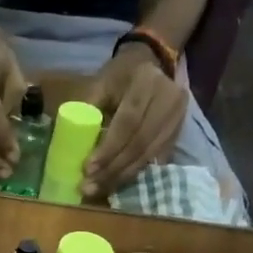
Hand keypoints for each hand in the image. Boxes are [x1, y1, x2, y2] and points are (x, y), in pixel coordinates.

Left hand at [81, 45, 187, 197]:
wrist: (152, 62)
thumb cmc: (120, 74)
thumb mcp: (101, 83)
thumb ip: (89, 109)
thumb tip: (73, 145)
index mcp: (146, 82)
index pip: (128, 122)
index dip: (109, 149)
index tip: (88, 169)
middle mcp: (169, 99)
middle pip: (140, 143)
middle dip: (113, 169)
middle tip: (90, 187)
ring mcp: (178, 117)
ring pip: (149, 154)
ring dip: (123, 176)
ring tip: (100, 189)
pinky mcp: (179, 131)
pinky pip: (156, 158)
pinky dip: (135, 172)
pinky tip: (118, 183)